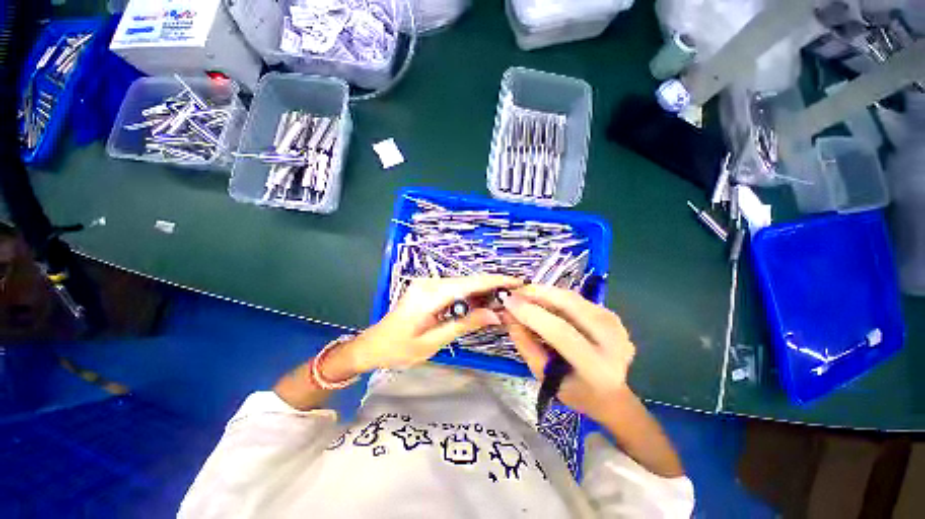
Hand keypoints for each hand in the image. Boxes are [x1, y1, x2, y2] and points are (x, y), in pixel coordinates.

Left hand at [348, 275, 521, 371]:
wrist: (373, 345)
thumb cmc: (399, 349)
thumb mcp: (433, 342)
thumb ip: (464, 325)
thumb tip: (495, 315)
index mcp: (430, 295)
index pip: (470, 284)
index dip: (495, 281)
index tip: (518, 282)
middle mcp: (430, 283)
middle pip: (469, 281)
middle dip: (493, 287)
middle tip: (515, 298)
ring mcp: (428, 284)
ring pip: (464, 284)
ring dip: (483, 292)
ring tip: (503, 303)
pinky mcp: (429, 288)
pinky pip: (455, 289)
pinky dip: (471, 296)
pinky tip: (483, 304)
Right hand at [501, 285, 635, 420]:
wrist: (611, 394)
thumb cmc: (574, 391)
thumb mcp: (543, 375)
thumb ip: (524, 344)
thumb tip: (508, 314)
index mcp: (597, 367)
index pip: (561, 332)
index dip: (531, 313)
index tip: (507, 301)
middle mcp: (613, 342)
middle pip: (570, 305)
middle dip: (538, 293)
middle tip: (515, 291)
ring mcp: (616, 325)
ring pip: (573, 297)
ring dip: (545, 292)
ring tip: (524, 294)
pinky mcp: (612, 315)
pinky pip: (577, 299)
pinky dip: (555, 296)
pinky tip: (542, 300)